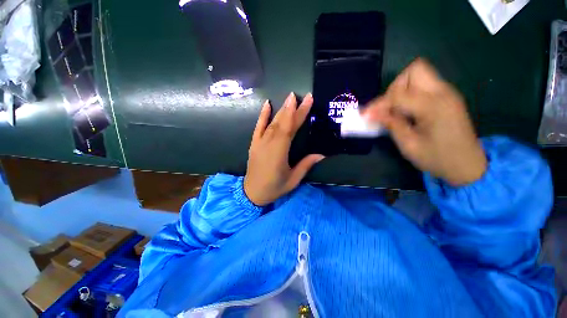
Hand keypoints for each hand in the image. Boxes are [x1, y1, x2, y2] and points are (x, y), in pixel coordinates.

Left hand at [244, 92, 324, 205]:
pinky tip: (267, 104)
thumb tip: (321, 155)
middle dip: (292, 107)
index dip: (299, 113)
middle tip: (300, 95)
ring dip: (281, 109)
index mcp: (279, 152)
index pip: (291, 128)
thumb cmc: (274, 188)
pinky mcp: (254, 143)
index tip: (307, 100)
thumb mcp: (293, 179)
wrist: (251, 193)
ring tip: (289, 98)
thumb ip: (306, 165)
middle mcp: (269, 143)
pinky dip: (263, 115)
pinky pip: (258, 126)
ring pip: (272, 123)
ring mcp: (260, 142)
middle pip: (282, 122)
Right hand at [362, 58, 486, 185]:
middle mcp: (443, 93)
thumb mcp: (409, 145)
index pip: (398, 94)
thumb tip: (371, 114)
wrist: (468, 166)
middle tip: (388, 107)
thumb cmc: (437, 159)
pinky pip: (424, 85)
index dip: (379, 104)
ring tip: (395, 111)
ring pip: (419, 75)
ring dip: (401, 90)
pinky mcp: (446, 97)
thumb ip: (391, 124)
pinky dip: (409, 94)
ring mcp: (447, 93)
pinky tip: (406, 111)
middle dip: (395, 87)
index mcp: (434, 107)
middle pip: (414, 70)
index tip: (365, 115)